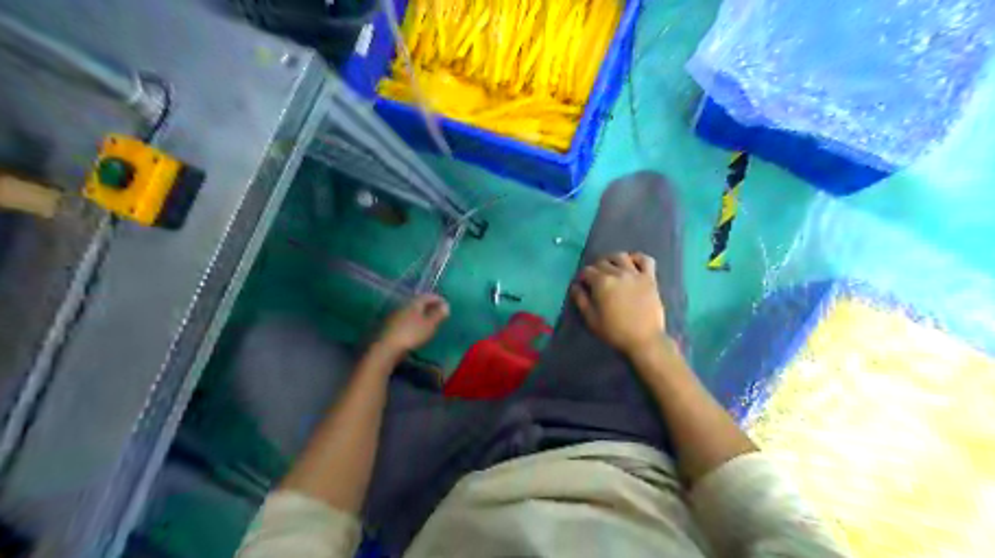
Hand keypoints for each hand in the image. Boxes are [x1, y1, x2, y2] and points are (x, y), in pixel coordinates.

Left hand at [373, 292, 450, 357]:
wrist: (386, 348)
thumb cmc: (411, 334)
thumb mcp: (429, 325)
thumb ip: (438, 314)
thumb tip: (445, 305)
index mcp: (414, 302)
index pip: (428, 296)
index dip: (438, 299)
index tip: (445, 304)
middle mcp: (403, 305)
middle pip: (418, 302)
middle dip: (428, 306)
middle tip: (437, 312)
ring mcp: (394, 315)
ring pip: (410, 311)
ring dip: (420, 314)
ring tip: (428, 321)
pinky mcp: (389, 326)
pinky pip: (405, 319)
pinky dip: (412, 321)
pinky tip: (415, 328)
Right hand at [571, 251, 662, 354]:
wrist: (644, 339)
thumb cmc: (615, 331)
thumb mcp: (591, 319)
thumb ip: (581, 300)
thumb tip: (575, 287)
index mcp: (602, 282)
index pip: (587, 271)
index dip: (582, 277)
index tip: (583, 285)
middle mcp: (618, 273)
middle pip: (602, 262)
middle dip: (595, 268)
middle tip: (595, 279)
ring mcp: (636, 274)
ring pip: (621, 256)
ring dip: (613, 259)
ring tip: (611, 268)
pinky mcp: (650, 278)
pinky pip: (646, 260)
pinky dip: (638, 258)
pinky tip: (632, 264)